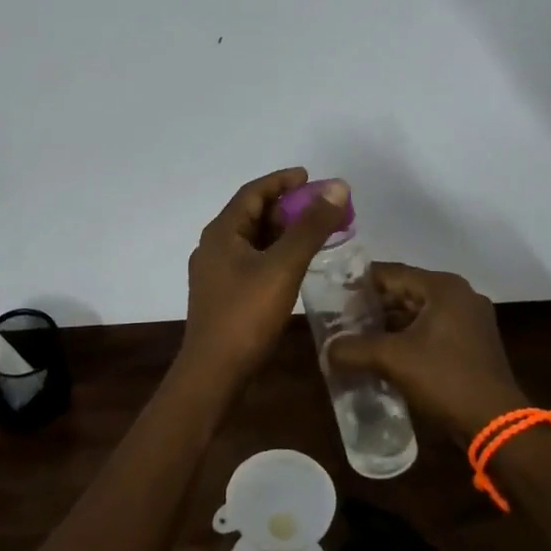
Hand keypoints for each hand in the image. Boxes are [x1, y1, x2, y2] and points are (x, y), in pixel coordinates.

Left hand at [182, 168, 348, 386]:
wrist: (213, 373)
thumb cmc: (246, 315)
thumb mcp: (283, 266)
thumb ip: (310, 227)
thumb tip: (337, 187)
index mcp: (221, 232)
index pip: (252, 192)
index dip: (281, 181)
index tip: (309, 177)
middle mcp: (213, 246)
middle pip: (252, 214)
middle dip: (286, 207)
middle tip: (319, 207)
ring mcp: (215, 273)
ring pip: (252, 240)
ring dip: (281, 231)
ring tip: (313, 232)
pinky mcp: (222, 295)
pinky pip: (251, 261)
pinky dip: (274, 254)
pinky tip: (295, 265)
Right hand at [328, 263, 528, 440]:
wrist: (496, 426)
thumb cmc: (445, 379)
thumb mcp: (392, 360)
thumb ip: (353, 349)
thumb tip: (326, 351)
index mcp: (443, 288)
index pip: (390, 273)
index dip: (358, 284)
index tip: (332, 298)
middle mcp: (459, 296)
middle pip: (404, 292)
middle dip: (372, 309)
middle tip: (340, 322)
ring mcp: (470, 321)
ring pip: (417, 314)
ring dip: (388, 327)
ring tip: (355, 340)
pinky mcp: (472, 346)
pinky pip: (430, 332)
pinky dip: (407, 340)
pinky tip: (383, 356)